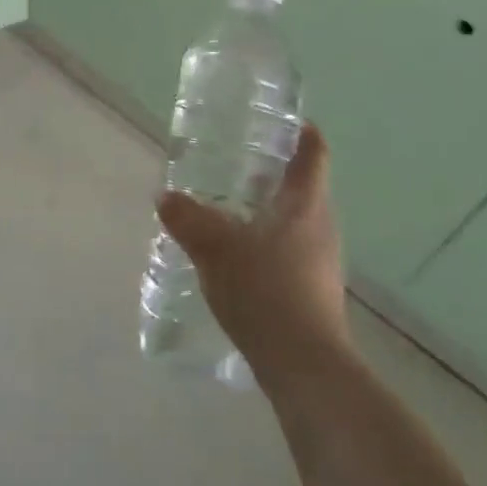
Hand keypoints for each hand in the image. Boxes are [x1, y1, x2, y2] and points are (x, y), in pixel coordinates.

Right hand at [156, 122, 352, 388]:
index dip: (301, 131)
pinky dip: (266, 239)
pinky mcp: (313, 289)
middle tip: (236, 161)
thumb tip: (165, 197)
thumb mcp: (214, 248)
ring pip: (295, 219)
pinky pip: (290, 248)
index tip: (279, 120)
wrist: (304, 365)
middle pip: (303, 186)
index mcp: (306, 204)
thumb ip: (187, 218)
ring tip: (228, 205)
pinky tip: (236, 253)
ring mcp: (321, 260)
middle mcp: (320, 226)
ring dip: (267, 207)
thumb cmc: (265, 290)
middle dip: (272, 171)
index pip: (313, 153)